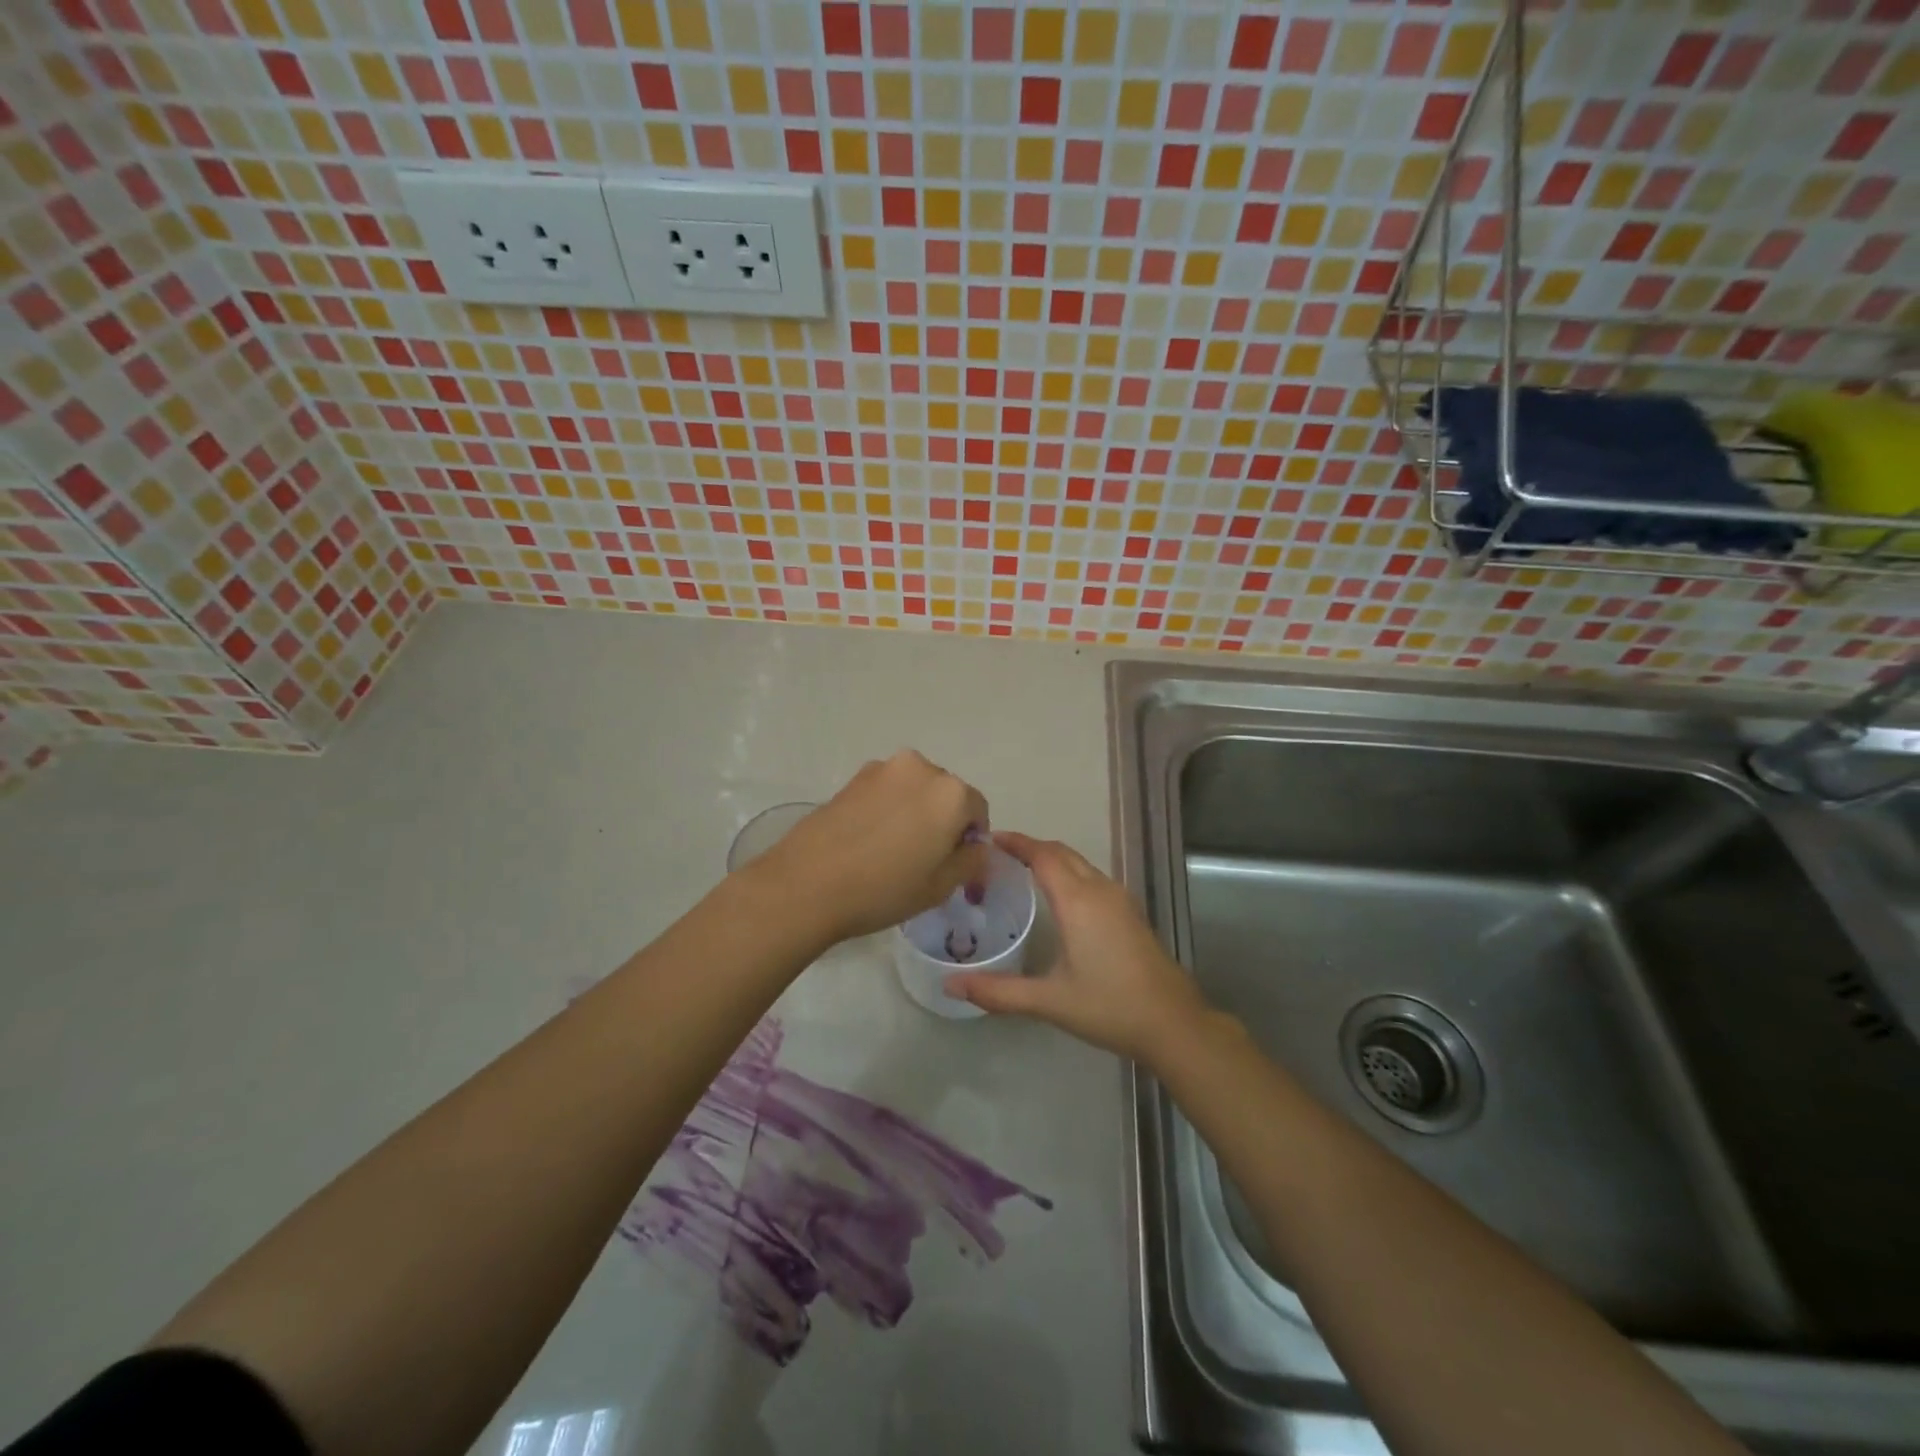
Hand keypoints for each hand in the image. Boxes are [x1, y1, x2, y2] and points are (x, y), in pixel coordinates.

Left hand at [751, 750, 989, 944]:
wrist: (807, 884)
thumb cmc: (884, 888)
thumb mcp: (941, 886)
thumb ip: (971, 859)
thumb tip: (974, 844)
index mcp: (951, 793)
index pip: (978, 810)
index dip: (971, 839)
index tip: (955, 865)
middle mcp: (921, 768)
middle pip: (946, 794)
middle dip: (943, 821)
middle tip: (925, 859)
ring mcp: (883, 769)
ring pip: (914, 790)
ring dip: (914, 812)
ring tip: (893, 850)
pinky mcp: (853, 778)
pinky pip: (886, 791)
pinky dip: (887, 809)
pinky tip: (869, 841)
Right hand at [945, 832, 1207, 1063]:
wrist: (1173, 1023)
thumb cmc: (1109, 1006)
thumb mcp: (1049, 1001)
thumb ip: (998, 992)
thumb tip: (951, 986)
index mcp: (1078, 901)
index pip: (1042, 855)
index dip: (1016, 842)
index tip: (988, 837)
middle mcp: (1100, 890)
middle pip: (1062, 853)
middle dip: (1031, 847)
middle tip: (997, 855)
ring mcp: (1120, 900)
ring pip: (1080, 864)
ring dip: (1052, 859)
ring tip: (1021, 871)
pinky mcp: (1130, 913)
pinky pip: (1092, 878)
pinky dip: (1069, 874)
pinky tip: (1058, 899)